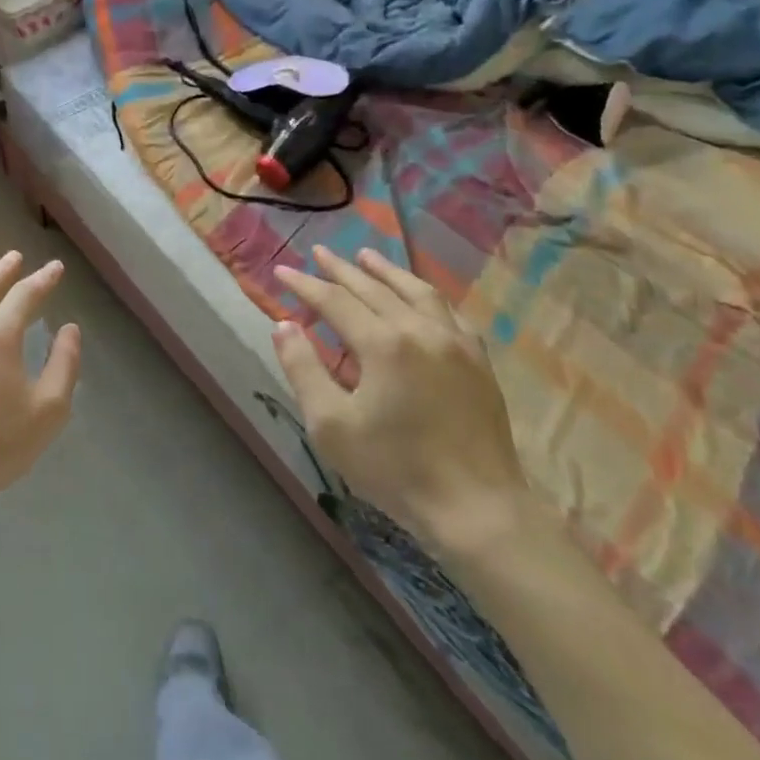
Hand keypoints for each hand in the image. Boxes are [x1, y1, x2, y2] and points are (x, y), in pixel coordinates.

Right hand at [271, 246, 526, 552]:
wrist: (476, 508)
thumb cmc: (394, 468)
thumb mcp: (330, 424)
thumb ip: (303, 369)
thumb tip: (284, 326)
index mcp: (383, 344)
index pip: (335, 301)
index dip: (305, 284)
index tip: (281, 270)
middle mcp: (420, 330)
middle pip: (374, 288)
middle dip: (342, 269)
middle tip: (319, 252)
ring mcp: (456, 342)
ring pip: (417, 291)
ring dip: (387, 271)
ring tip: (366, 256)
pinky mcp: (478, 361)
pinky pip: (449, 312)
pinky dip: (425, 295)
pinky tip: (419, 296)